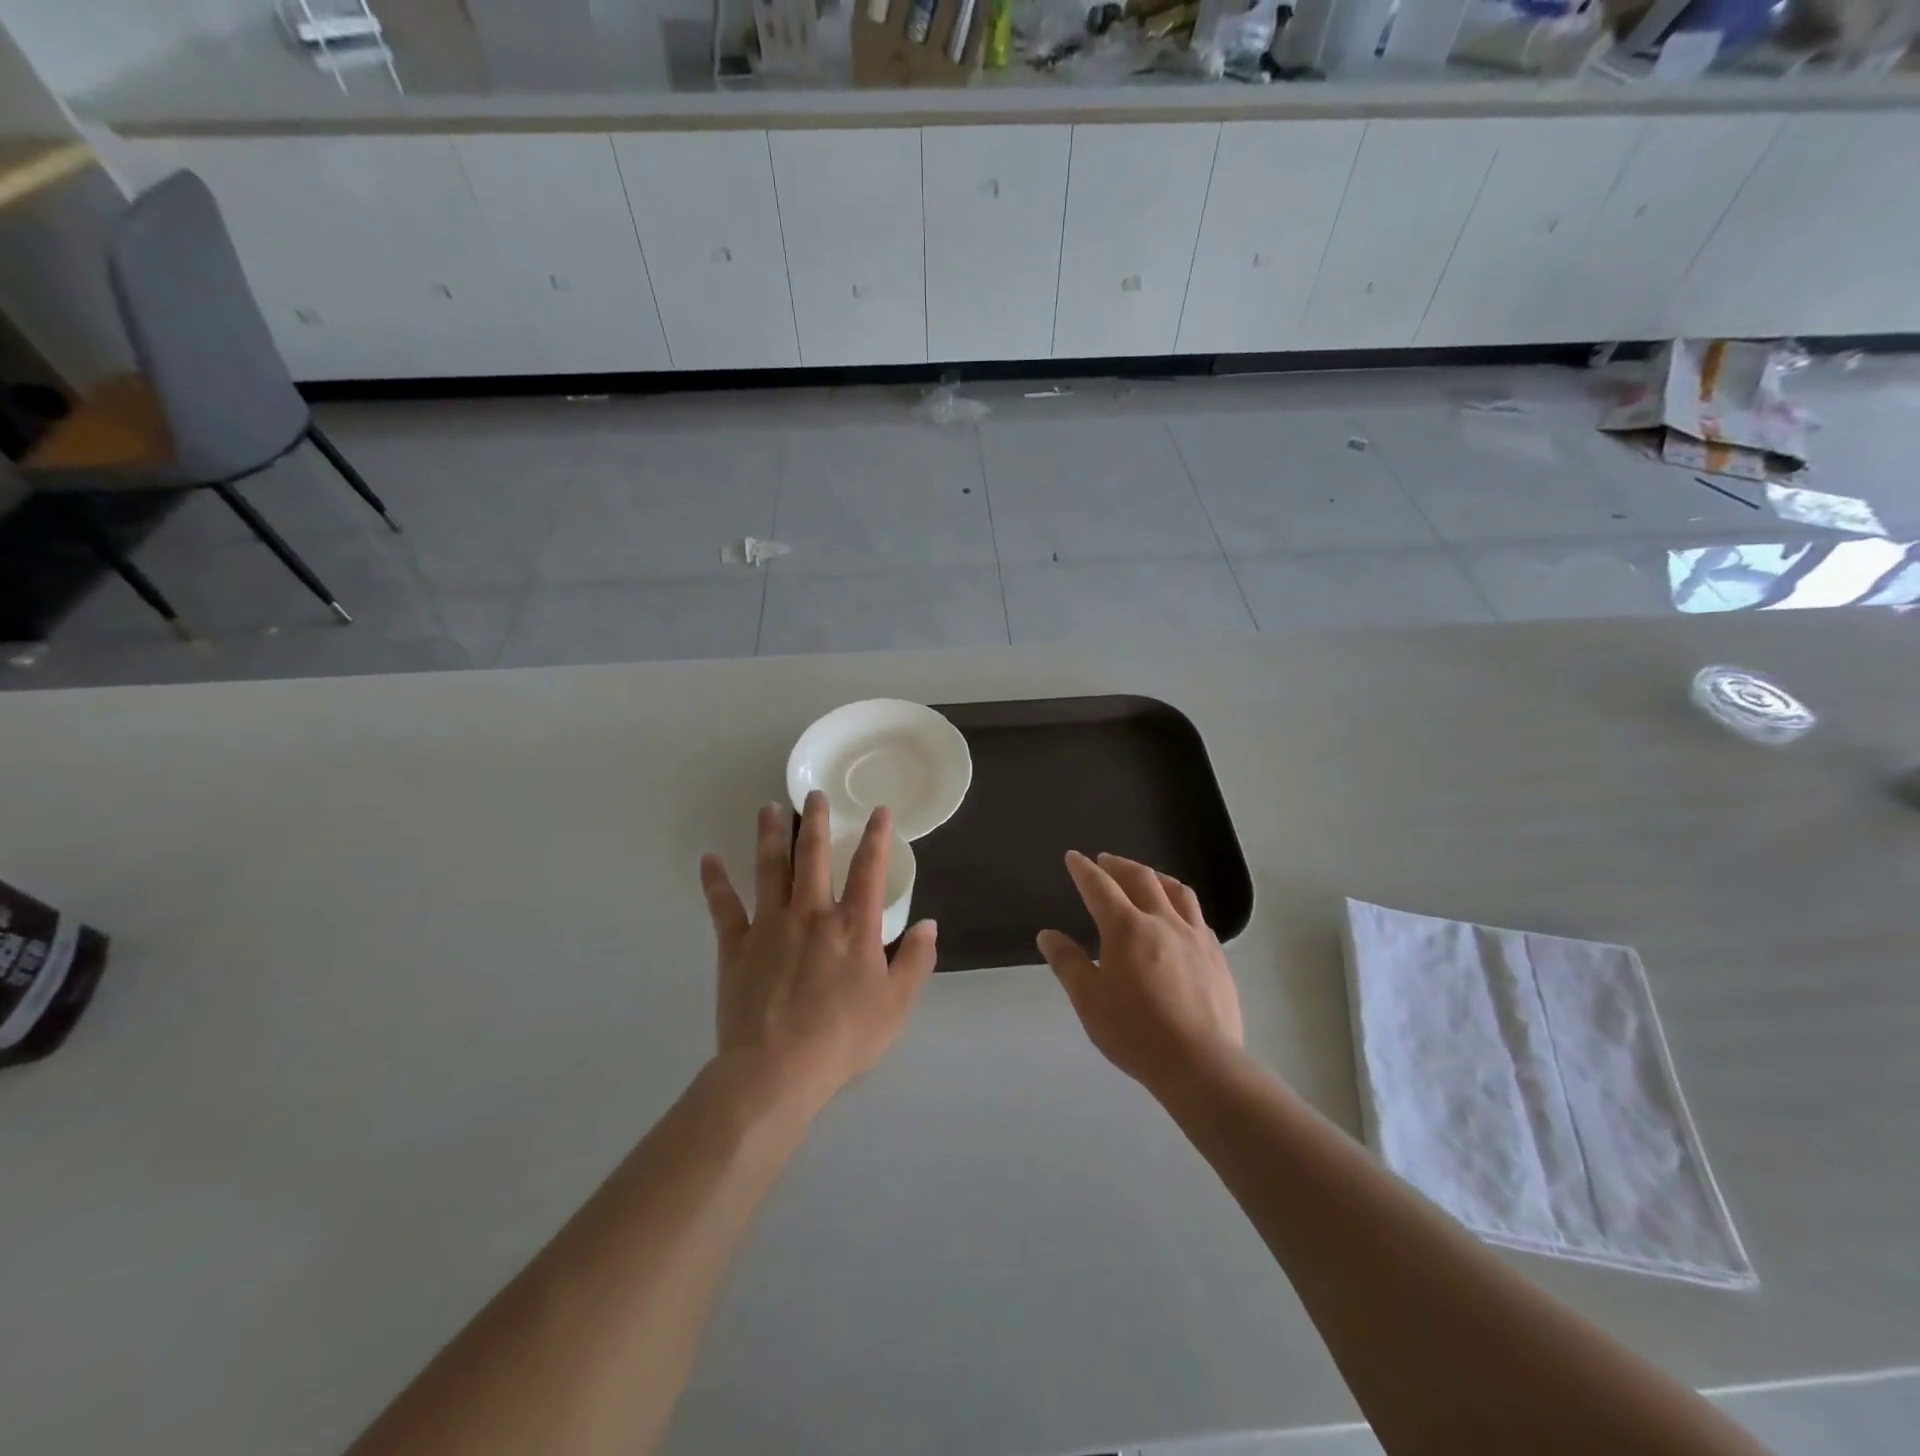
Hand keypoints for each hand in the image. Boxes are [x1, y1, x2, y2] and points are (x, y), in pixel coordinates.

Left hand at [700, 791, 936, 1114]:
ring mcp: (769, 925)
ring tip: (768, 808)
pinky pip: (723, 907)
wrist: (777, 1069)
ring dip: (769, 835)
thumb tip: (930, 924)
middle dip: (815, 821)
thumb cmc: (843, 1038)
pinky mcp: (735, 945)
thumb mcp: (896, 1005)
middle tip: (814, 794)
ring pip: (769, 868)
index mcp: (853, 925)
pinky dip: (715, 882)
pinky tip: (708, 859)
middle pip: (812, 856)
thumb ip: (915, 961)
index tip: (877, 811)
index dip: (875, 837)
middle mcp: (811, 913)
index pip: (868, 869)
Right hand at [1038, 851, 1242, 1095]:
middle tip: (1105, 860)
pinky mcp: (1216, 955)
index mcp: (1126, 928)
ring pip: (1176, 891)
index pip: (1100, 887)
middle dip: (1119, 865)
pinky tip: (1178, 917)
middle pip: (1140, 878)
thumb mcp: (1089, 1000)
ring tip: (1145, 877)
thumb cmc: (1135, 1032)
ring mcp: (1194, 936)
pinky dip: (1180, 904)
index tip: (1074, 857)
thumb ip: (1068, 963)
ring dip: (1155, 876)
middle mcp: (1162, 921)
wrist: (1201, 1063)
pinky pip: (1197, 916)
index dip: (1084, 870)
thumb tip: (1048, 935)